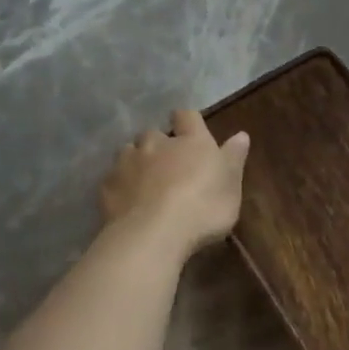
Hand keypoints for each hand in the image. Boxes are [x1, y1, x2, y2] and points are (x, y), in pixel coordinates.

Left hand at [99, 110, 249, 253]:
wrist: (154, 234)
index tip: (190, 131)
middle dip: (159, 144)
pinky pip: (113, 178)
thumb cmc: (204, 207)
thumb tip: (241, 135)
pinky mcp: (107, 186)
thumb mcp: (232, 186)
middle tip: (169, 163)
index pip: (187, 116)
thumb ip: (234, 158)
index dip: (188, 121)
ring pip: (128, 152)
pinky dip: (121, 185)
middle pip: (153, 133)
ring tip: (145, 181)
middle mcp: (157, 144)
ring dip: (137, 161)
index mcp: (192, 142)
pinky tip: (128, 202)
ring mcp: (128, 163)